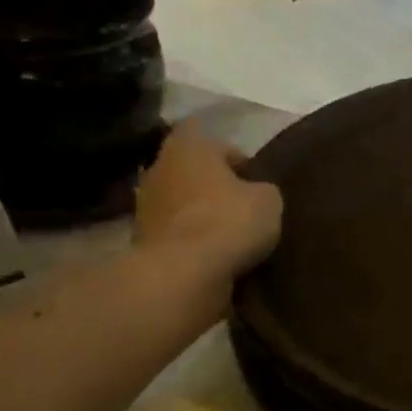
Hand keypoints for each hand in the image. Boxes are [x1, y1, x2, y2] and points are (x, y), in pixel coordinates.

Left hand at [135, 120, 281, 277]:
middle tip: (245, 205)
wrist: (183, 274)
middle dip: (216, 186)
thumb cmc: (228, 221)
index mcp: (188, 147)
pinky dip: (193, 241)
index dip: (233, 154)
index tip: (253, 176)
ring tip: (233, 235)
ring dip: (202, 215)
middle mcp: (159, 168)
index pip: (209, 136)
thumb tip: (256, 193)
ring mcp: (146, 206)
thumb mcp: (269, 200)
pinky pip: (177, 233)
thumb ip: (263, 189)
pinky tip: (216, 255)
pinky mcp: (142, 241)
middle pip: (193, 171)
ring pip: (183, 203)